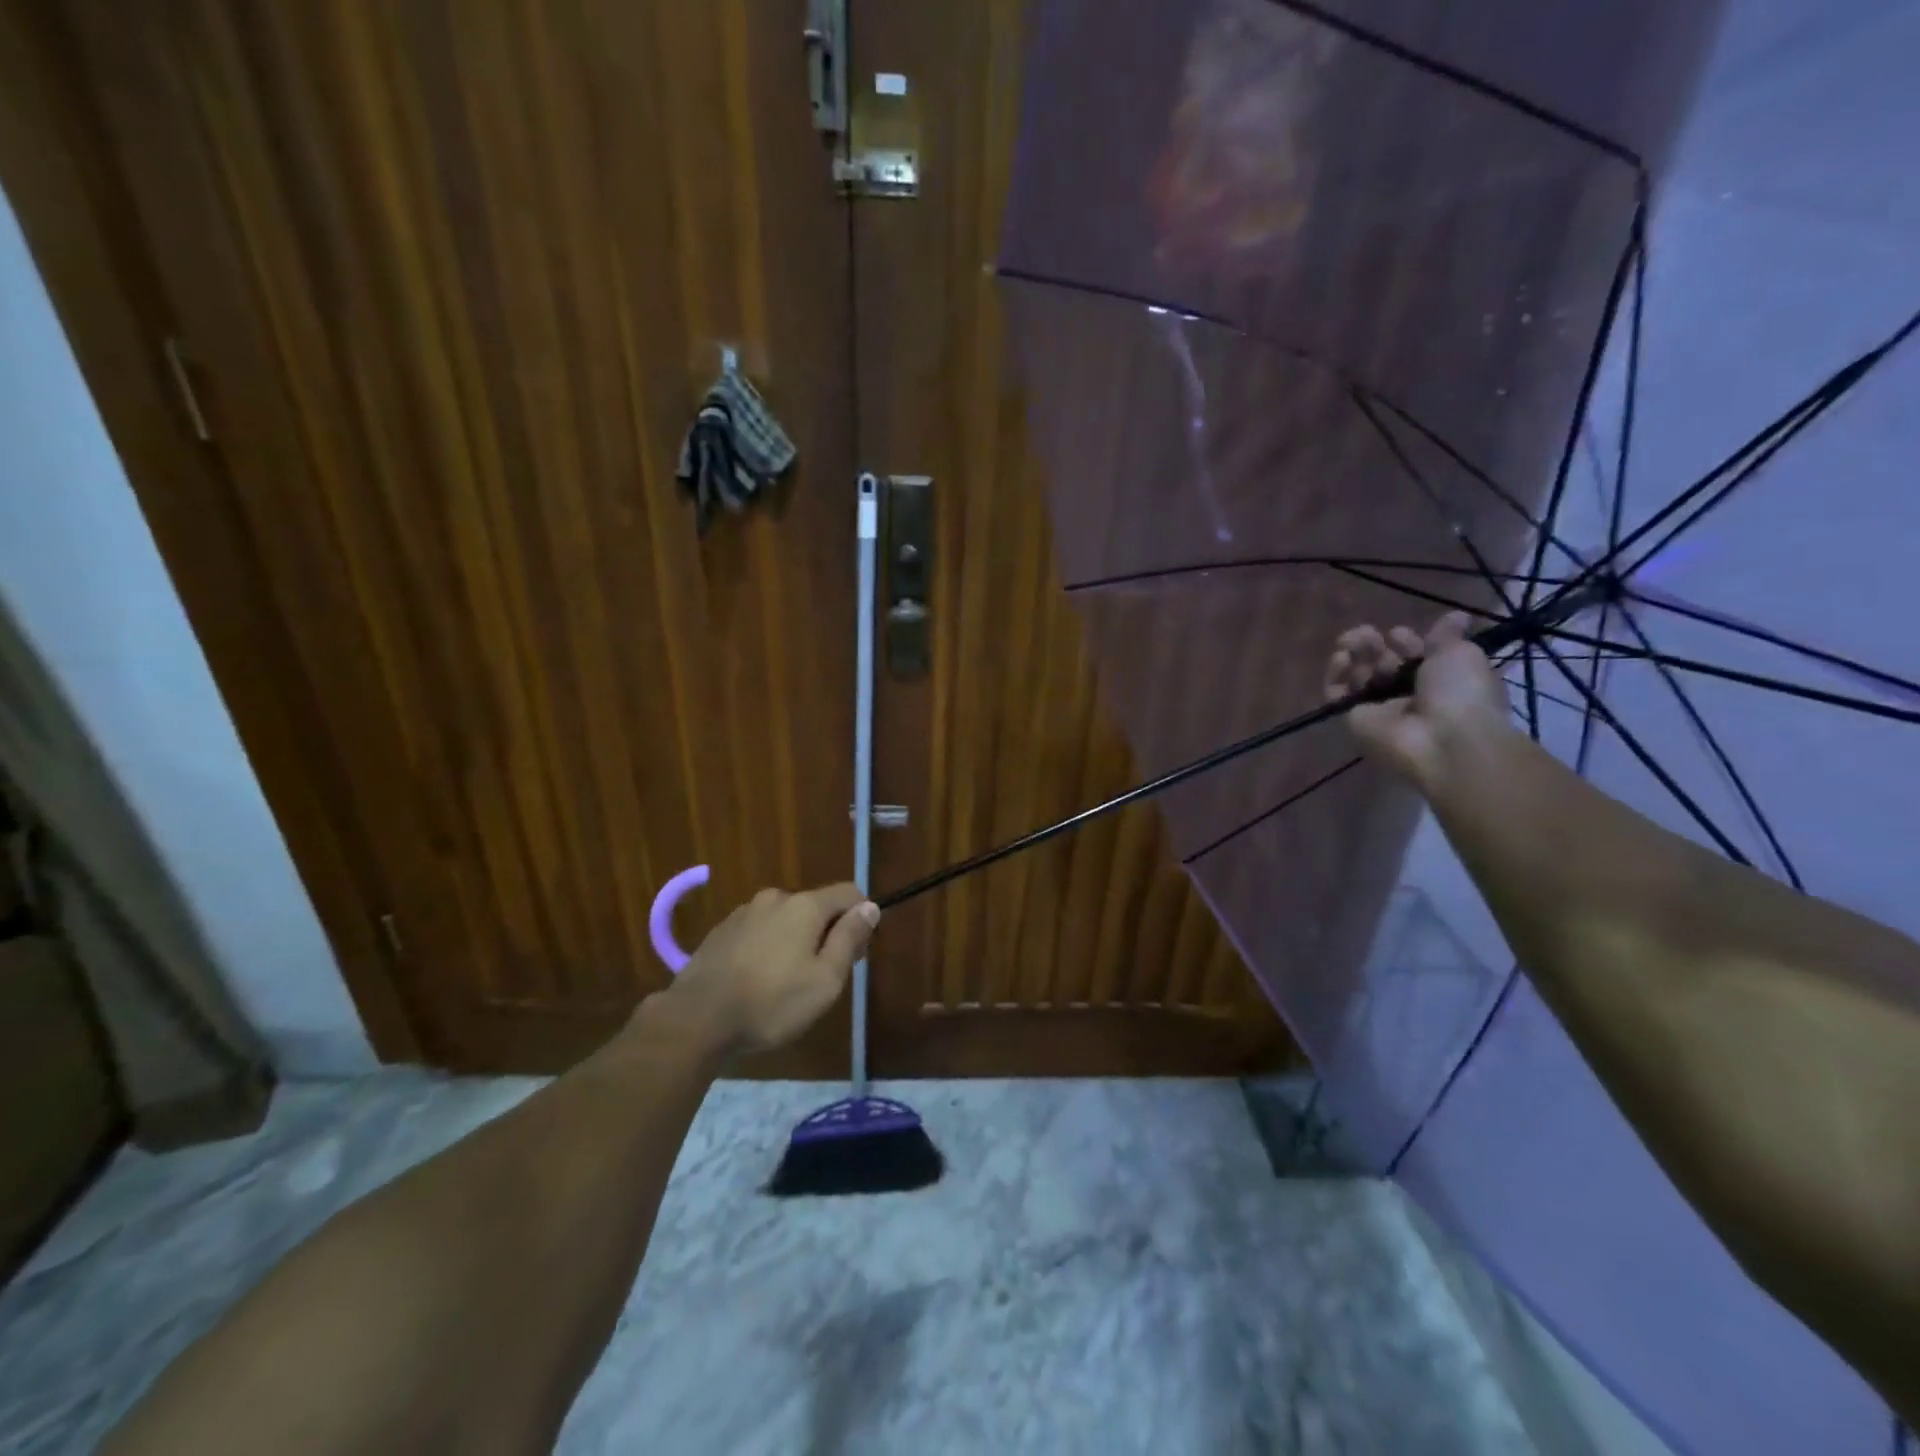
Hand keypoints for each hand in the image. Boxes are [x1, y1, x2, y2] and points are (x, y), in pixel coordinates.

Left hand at [664, 884, 878, 1057]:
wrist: (696, 1018)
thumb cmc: (771, 1003)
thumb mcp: (825, 980)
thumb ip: (850, 939)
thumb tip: (870, 907)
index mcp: (805, 906)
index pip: (849, 893)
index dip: (860, 919)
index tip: (854, 955)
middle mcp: (775, 898)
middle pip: (816, 907)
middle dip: (826, 934)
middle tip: (819, 978)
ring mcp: (744, 912)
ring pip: (785, 920)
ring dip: (794, 942)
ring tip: (784, 984)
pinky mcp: (721, 931)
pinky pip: (758, 931)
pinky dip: (766, 948)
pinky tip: (756, 980)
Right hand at [1324, 612, 1511, 788]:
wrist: (1443, 738)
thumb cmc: (1461, 692)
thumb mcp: (1462, 654)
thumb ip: (1448, 635)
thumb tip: (1457, 616)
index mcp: (1440, 681)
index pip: (1414, 658)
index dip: (1406, 643)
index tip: (1398, 635)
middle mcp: (1408, 696)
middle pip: (1384, 665)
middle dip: (1375, 646)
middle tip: (1367, 634)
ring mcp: (1380, 709)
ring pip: (1359, 676)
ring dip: (1355, 654)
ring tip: (1349, 640)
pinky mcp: (1354, 719)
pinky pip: (1338, 695)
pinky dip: (1335, 675)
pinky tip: (1340, 658)